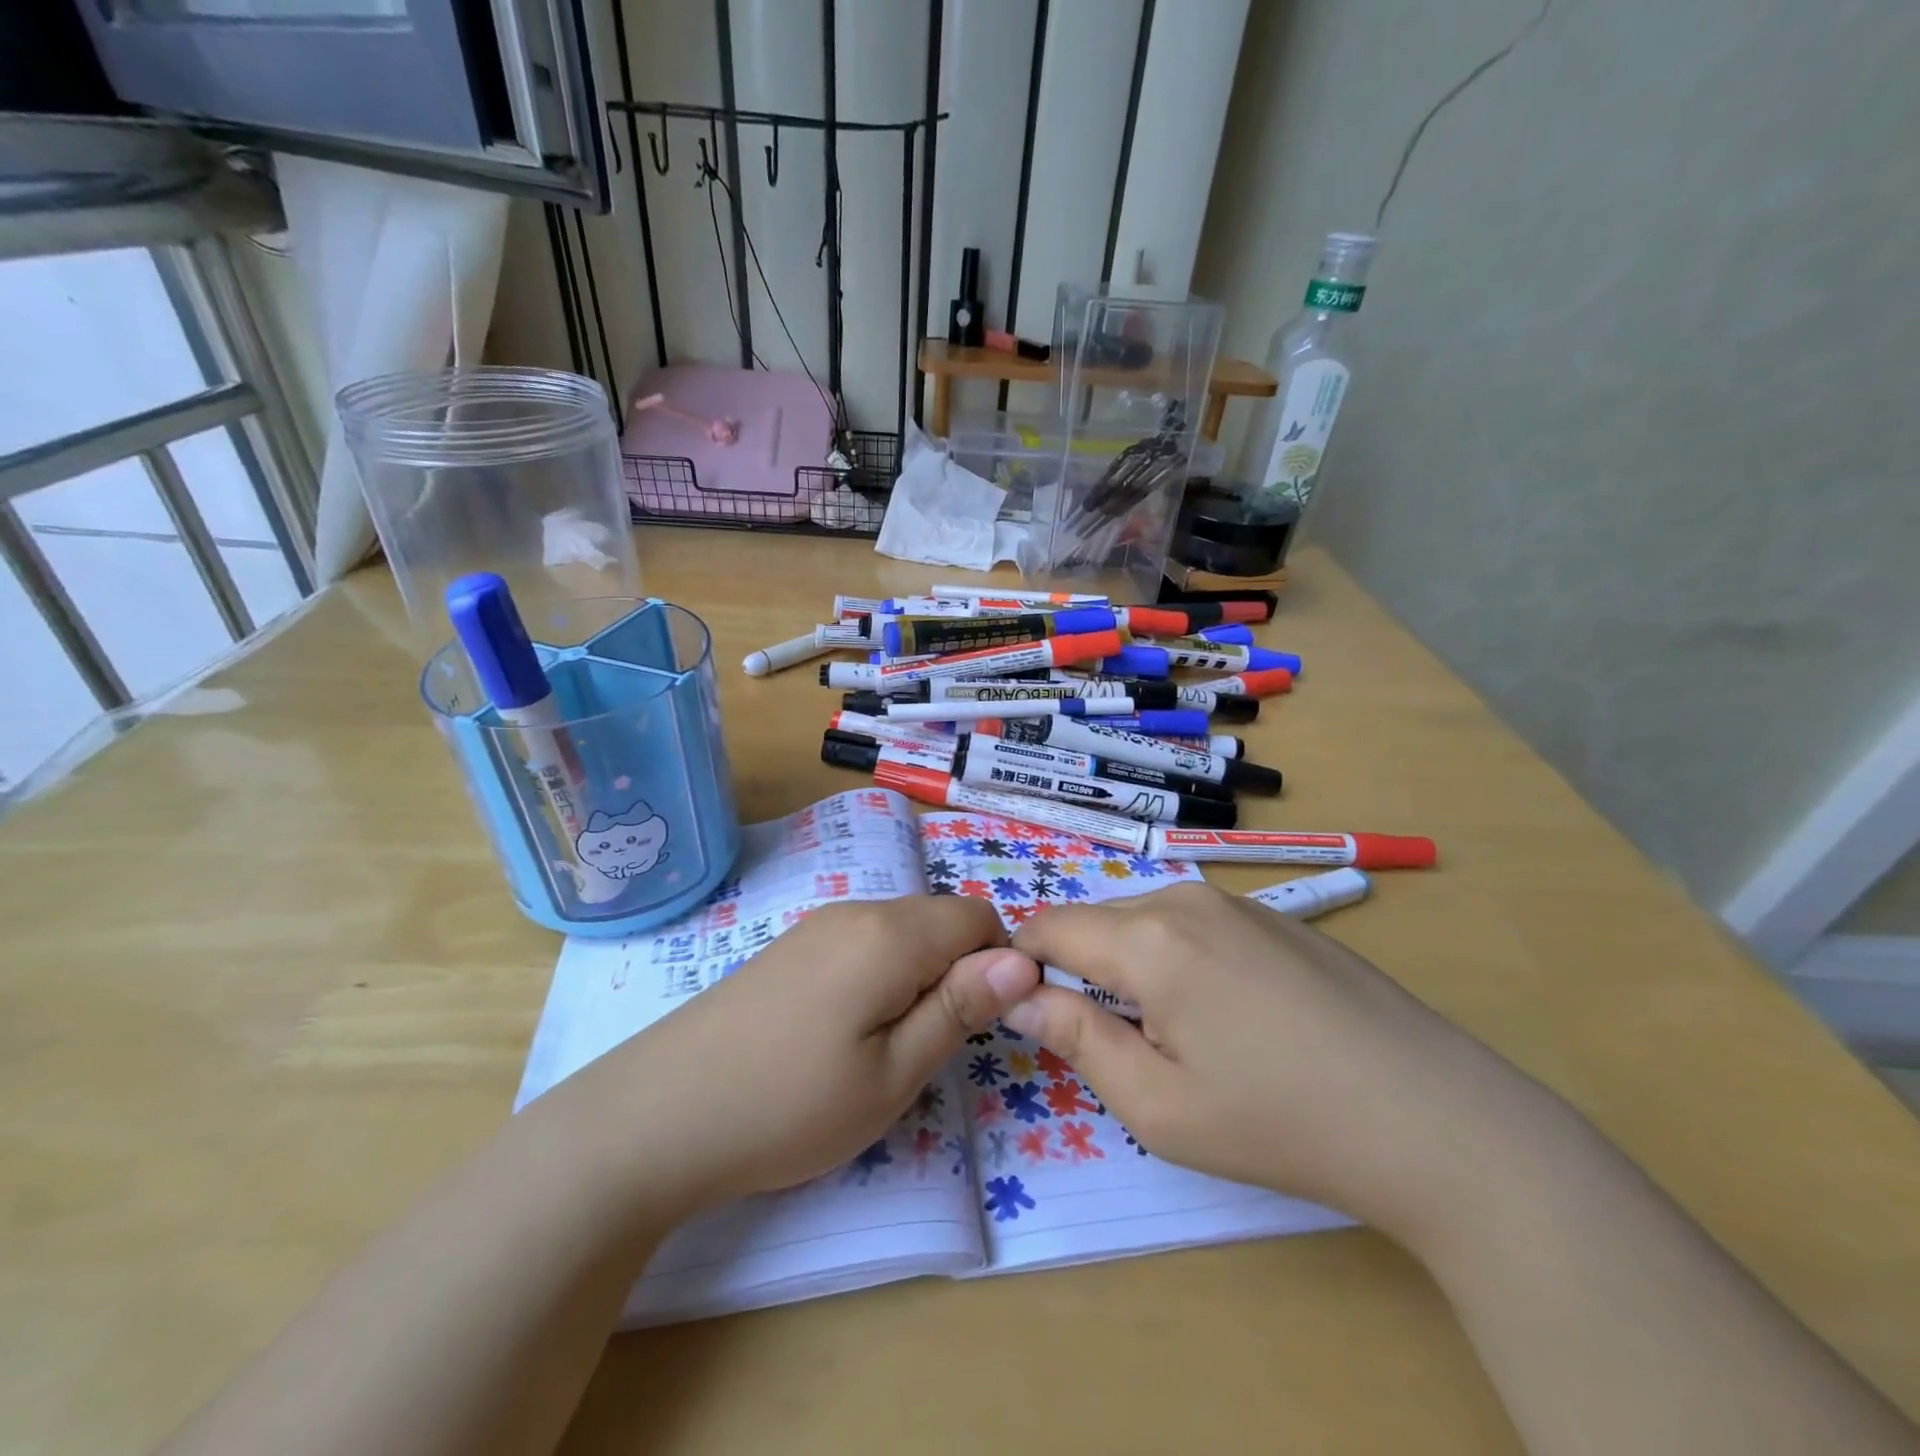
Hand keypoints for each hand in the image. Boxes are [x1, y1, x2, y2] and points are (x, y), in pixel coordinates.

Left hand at [570, 895, 1038, 1217]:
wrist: (654, 1116)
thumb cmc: (788, 1106)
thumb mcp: (893, 1074)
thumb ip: (960, 1008)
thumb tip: (1022, 959)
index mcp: (890, 933)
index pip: (979, 916)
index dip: (997, 964)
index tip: (978, 1026)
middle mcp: (856, 910)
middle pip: (940, 919)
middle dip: (957, 971)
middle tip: (929, 1048)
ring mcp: (816, 924)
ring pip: (901, 931)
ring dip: (917, 976)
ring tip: (885, 1047)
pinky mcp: (790, 946)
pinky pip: (862, 942)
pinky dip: (879, 975)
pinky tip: (842, 1032)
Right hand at [1004, 882, 1545, 1244]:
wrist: (1437, 1119)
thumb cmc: (1280, 1122)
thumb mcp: (1158, 1105)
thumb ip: (1077, 1040)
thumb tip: (1020, 996)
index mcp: (1148, 938)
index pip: (1050, 925)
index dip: (1024, 962)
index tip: (1030, 1011)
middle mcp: (1185, 899)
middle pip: (1098, 921)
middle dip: (1083, 969)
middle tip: (1112, 1042)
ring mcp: (1237, 902)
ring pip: (1147, 921)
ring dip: (1133, 966)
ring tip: (1175, 1035)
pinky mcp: (1276, 917)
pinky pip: (1195, 926)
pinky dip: (1180, 960)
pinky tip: (1232, 1018)